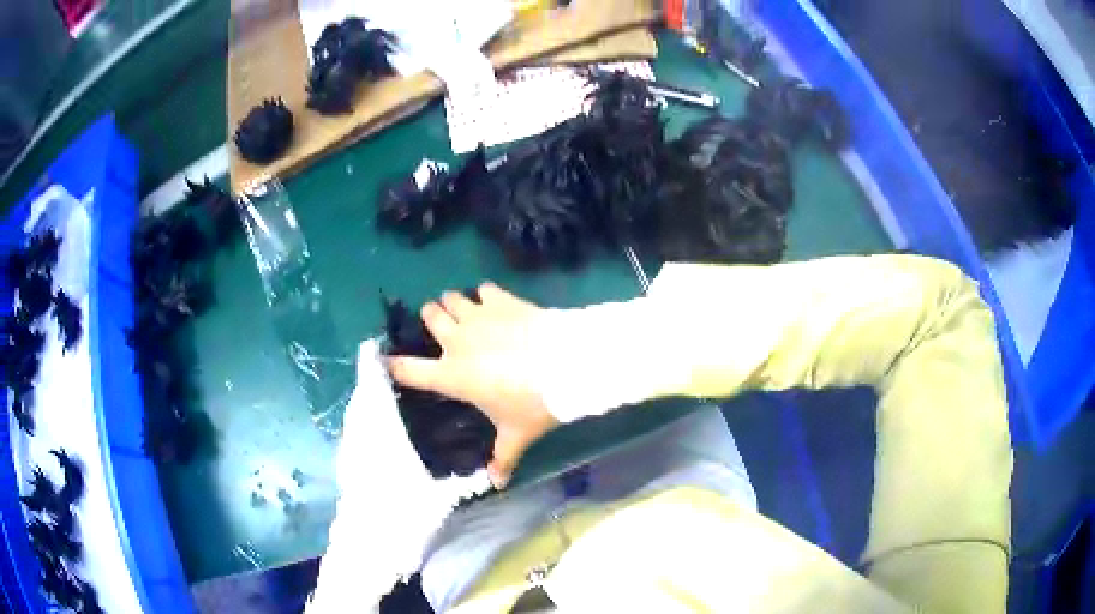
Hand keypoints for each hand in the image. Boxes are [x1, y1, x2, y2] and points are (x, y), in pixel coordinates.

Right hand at [388, 283, 559, 487]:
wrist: (565, 365)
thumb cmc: (532, 404)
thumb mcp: (516, 435)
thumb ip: (503, 458)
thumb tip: (498, 484)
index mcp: (452, 376)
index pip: (409, 370)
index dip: (393, 365)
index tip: (386, 360)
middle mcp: (457, 342)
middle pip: (429, 317)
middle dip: (432, 318)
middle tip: (444, 328)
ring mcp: (478, 317)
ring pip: (452, 298)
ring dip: (454, 304)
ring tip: (466, 312)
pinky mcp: (501, 300)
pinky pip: (484, 289)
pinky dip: (486, 296)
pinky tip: (496, 304)